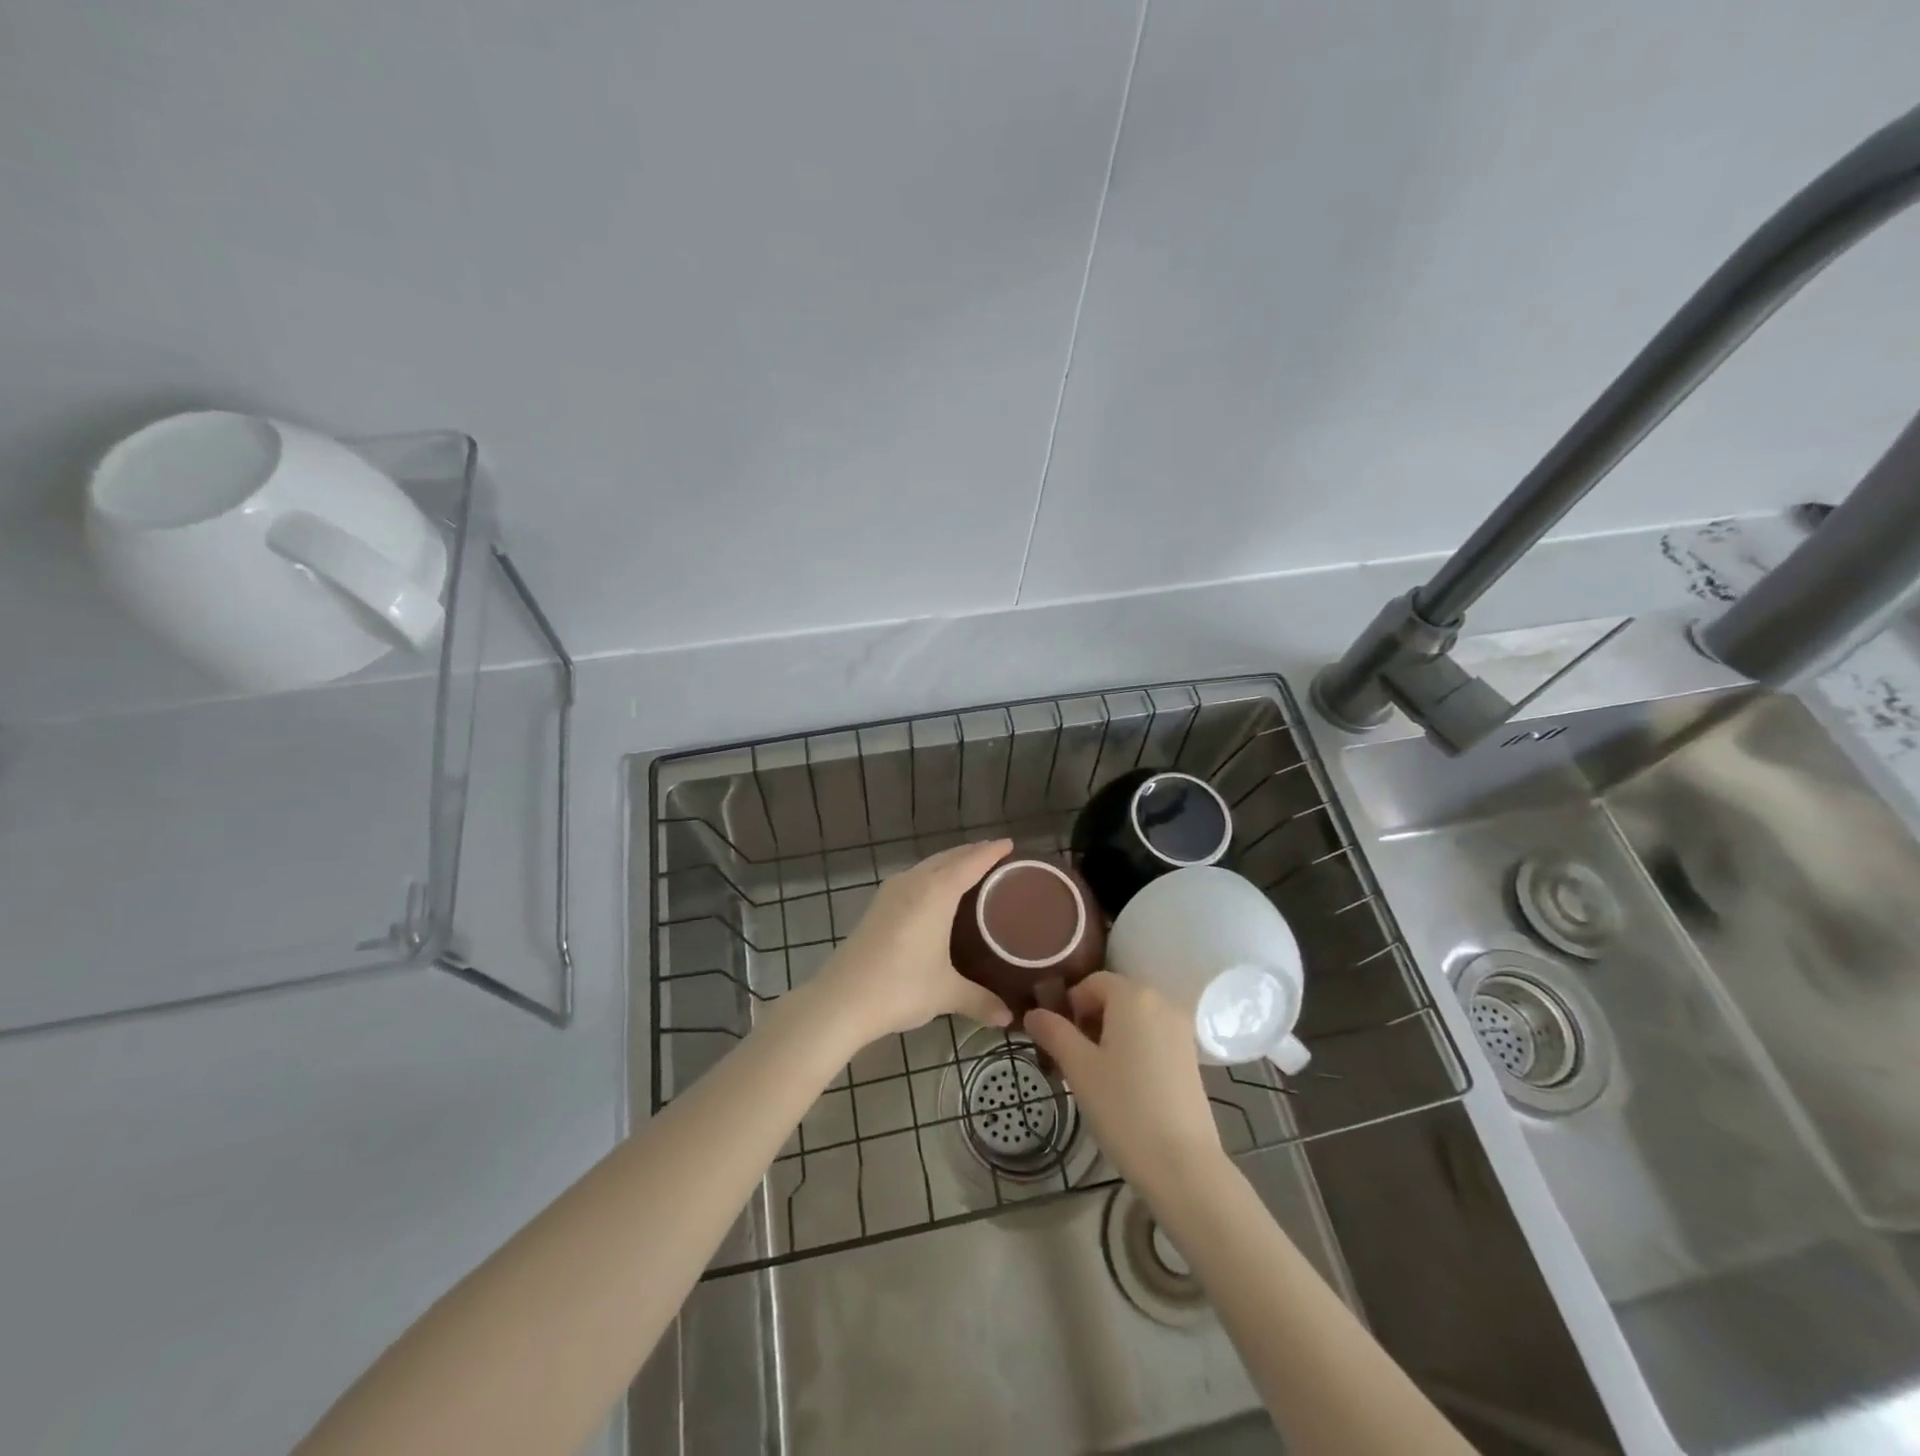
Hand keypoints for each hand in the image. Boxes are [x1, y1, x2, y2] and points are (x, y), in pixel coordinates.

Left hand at [809, 840, 1014, 1046]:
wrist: (841, 999)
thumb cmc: (901, 987)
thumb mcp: (946, 993)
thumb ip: (980, 1000)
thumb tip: (1009, 1019)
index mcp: (937, 892)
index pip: (971, 862)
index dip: (991, 851)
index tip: (1010, 843)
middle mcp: (914, 882)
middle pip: (948, 857)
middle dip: (972, 853)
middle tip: (996, 855)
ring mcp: (891, 891)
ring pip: (927, 866)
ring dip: (949, 862)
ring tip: (970, 870)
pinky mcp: (877, 905)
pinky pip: (913, 877)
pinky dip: (932, 875)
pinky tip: (936, 892)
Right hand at [1024, 972, 1224, 1195]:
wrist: (1183, 1165)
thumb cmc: (1124, 1108)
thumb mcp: (1079, 1068)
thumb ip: (1054, 1033)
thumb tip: (1033, 1013)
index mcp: (1133, 996)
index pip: (1092, 982)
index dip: (1070, 1005)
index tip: (1058, 1039)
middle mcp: (1162, 1002)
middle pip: (1115, 997)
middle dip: (1089, 1020)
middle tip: (1072, 1059)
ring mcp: (1181, 1030)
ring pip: (1134, 1019)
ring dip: (1110, 1035)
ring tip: (1096, 1075)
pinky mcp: (1191, 1057)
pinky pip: (1153, 1037)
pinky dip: (1134, 1048)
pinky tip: (1125, 1086)